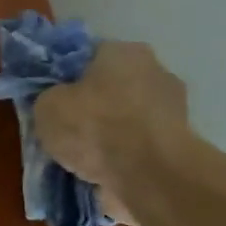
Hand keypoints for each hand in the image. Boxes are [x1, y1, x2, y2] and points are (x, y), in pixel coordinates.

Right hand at [31, 41, 188, 224]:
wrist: (147, 174)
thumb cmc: (94, 126)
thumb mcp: (46, 106)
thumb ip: (50, 97)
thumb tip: (57, 101)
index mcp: (124, 51)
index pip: (89, 57)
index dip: (67, 78)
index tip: (52, 99)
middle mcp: (156, 70)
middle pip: (112, 86)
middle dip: (93, 105)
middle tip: (67, 128)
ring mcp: (174, 108)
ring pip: (127, 117)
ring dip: (110, 133)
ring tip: (83, 157)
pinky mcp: (179, 144)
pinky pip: (139, 144)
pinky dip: (124, 155)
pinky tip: (103, 170)